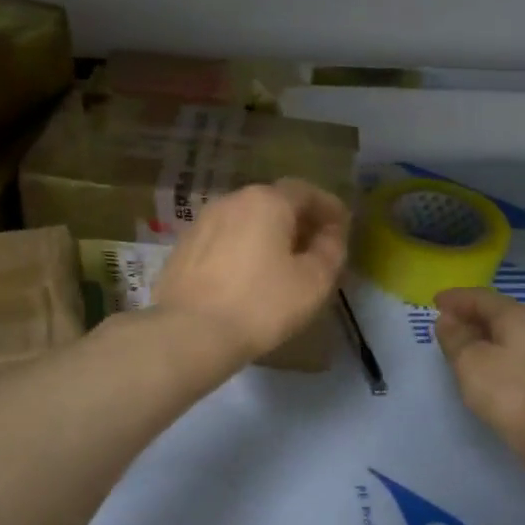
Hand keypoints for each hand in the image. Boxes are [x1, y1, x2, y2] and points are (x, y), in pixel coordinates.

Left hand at [154, 179, 349, 362]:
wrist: (190, 332)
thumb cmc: (261, 305)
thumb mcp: (313, 281)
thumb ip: (330, 250)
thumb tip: (331, 234)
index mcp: (267, 201)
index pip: (306, 192)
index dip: (328, 208)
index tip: (342, 228)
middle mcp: (231, 201)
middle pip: (273, 203)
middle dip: (297, 221)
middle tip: (314, 247)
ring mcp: (201, 224)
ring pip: (244, 222)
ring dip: (266, 235)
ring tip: (280, 264)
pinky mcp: (182, 249)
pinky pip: (222, 241)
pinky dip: (240, 250)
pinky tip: (246, 276)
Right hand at [434, 287, 524, 448]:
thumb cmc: (507, 391)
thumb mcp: (469, 361)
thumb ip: (454, 337)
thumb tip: (447, 319)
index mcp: (517, 315)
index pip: (481, 297)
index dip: (455, 298)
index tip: (434, 302)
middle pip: (496, 312)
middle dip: (468, 315)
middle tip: (443, 323)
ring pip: (506, 332)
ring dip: (480, 334)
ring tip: (457, 344)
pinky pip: (513, 349)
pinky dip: (492, 349)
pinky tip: (480, 363)